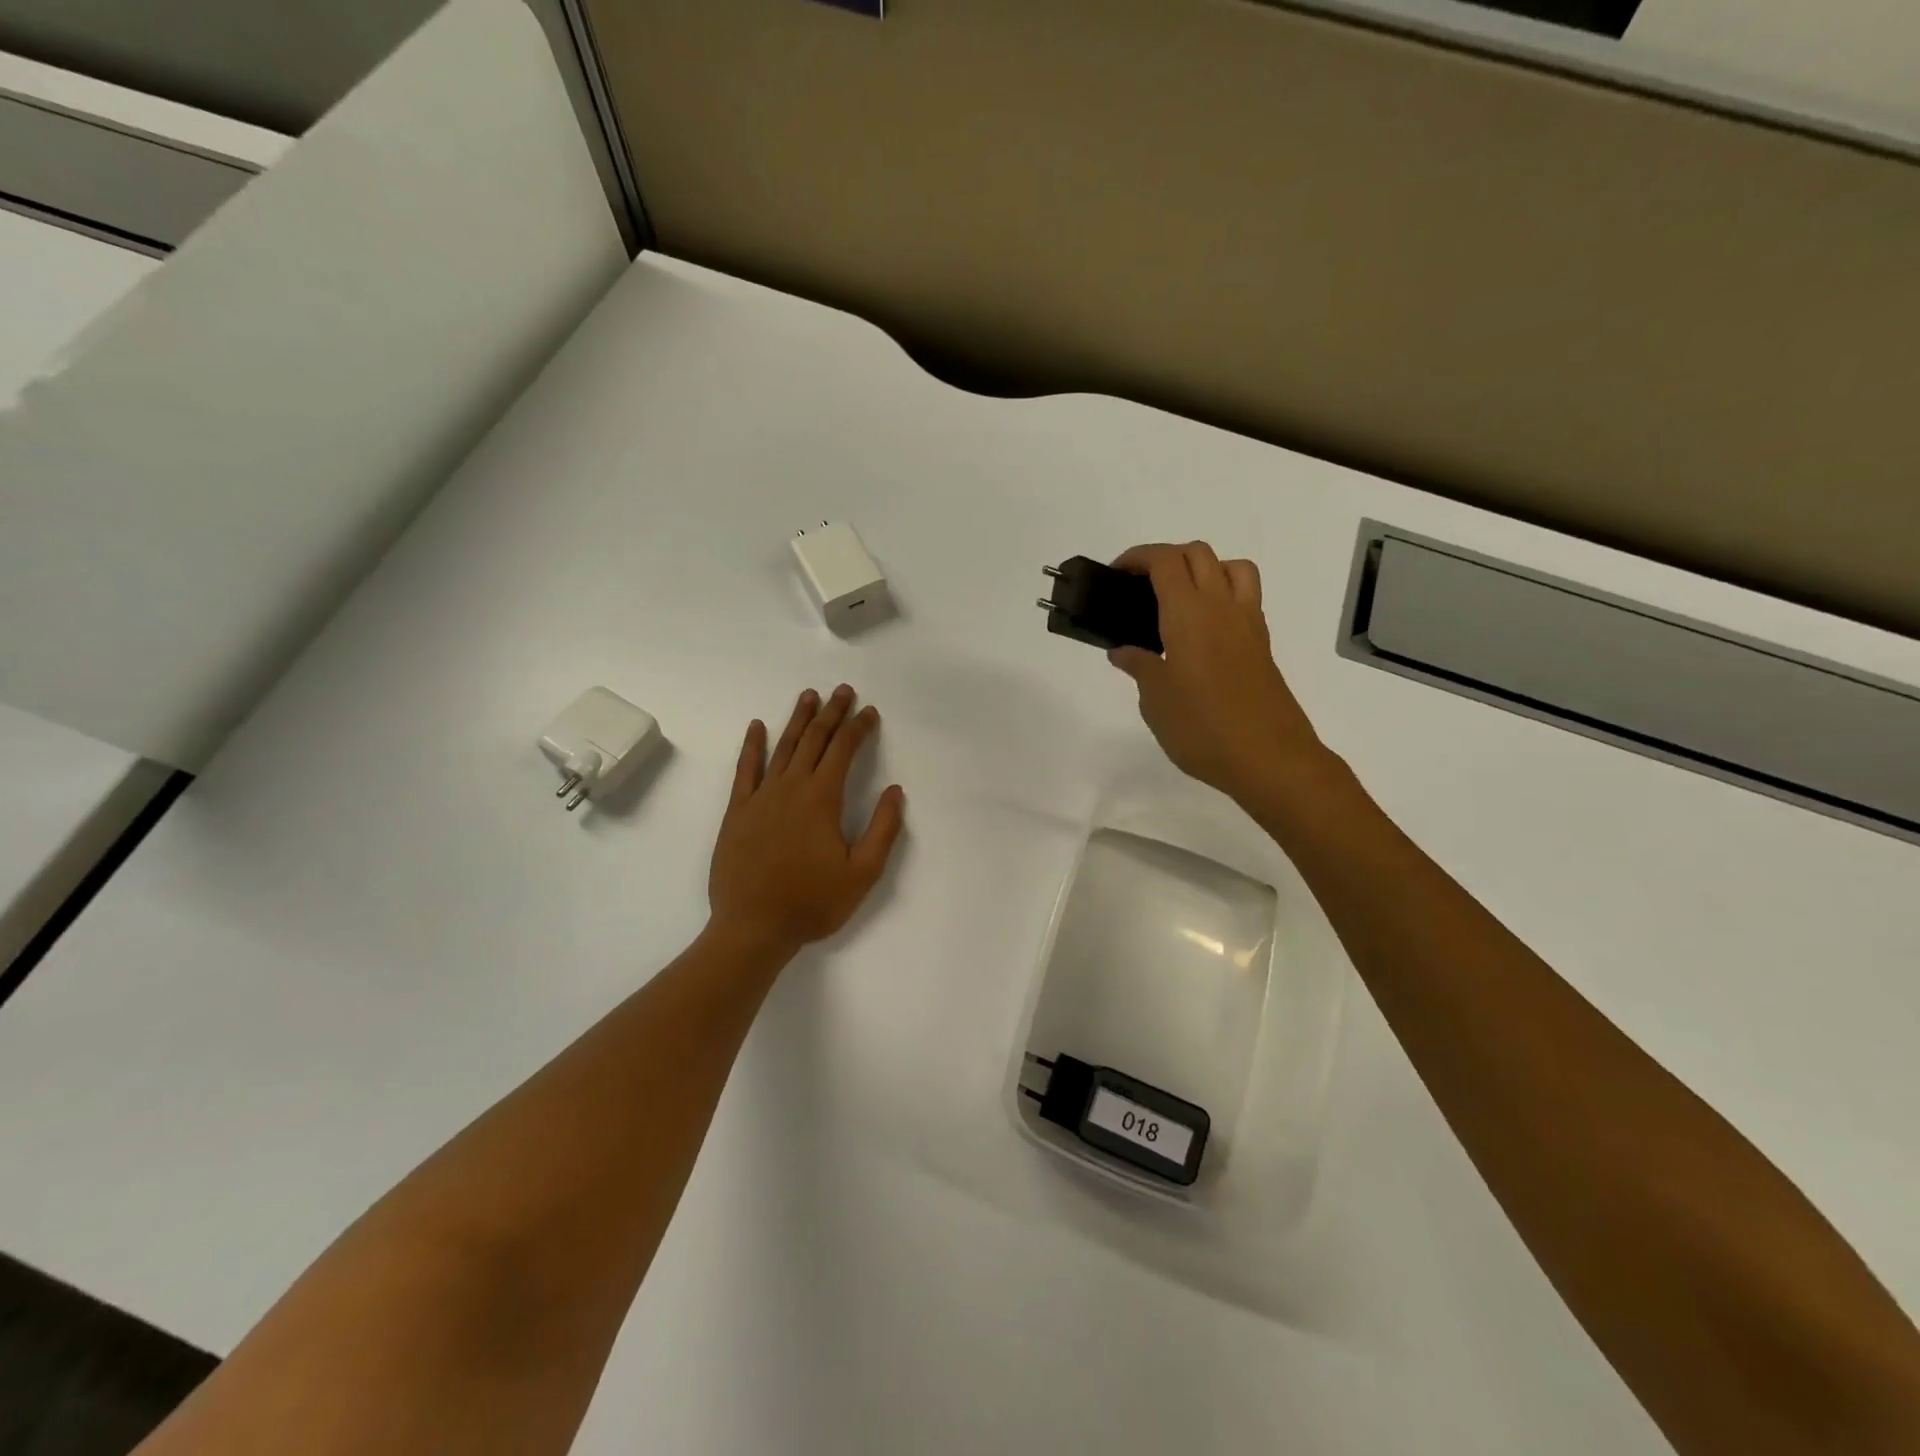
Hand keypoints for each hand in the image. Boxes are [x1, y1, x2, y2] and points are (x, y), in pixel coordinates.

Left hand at [708, 685, 905, 957]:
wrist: (753, 928)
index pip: (844, 751)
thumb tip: (896, 791)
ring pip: (782, 747)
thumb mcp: (862, 873)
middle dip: (832, 713)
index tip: (870, 712)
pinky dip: (752, 746)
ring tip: (809, 696)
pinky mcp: (737, 812)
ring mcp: (760, 797)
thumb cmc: (812, 903)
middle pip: (813, 739)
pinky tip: (757, 727)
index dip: (859, 728)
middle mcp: (790, 788)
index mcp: (822, 799)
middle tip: (843, 690)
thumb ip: (883, 829)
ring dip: (797, 719)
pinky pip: (745, 770)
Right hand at [1108, 542, 1327, 803]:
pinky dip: (1222, 595)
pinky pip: (1244, 597)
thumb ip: (1139, 667)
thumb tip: (1123, 651)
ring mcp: (1247, 623)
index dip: (1137, 558)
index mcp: (1188, 613)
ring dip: (1203, 569)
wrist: (1269, 758)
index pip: (1164, 561)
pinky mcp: (1261, 644)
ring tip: (1179, 600)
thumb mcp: (1155, 700)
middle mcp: (1221, 606)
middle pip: (1197, 553)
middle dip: (1166, 558)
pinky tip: (1202, 632)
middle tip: (1140, 587)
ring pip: (1230, 567)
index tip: (1116, 575)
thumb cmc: (1202, 728)